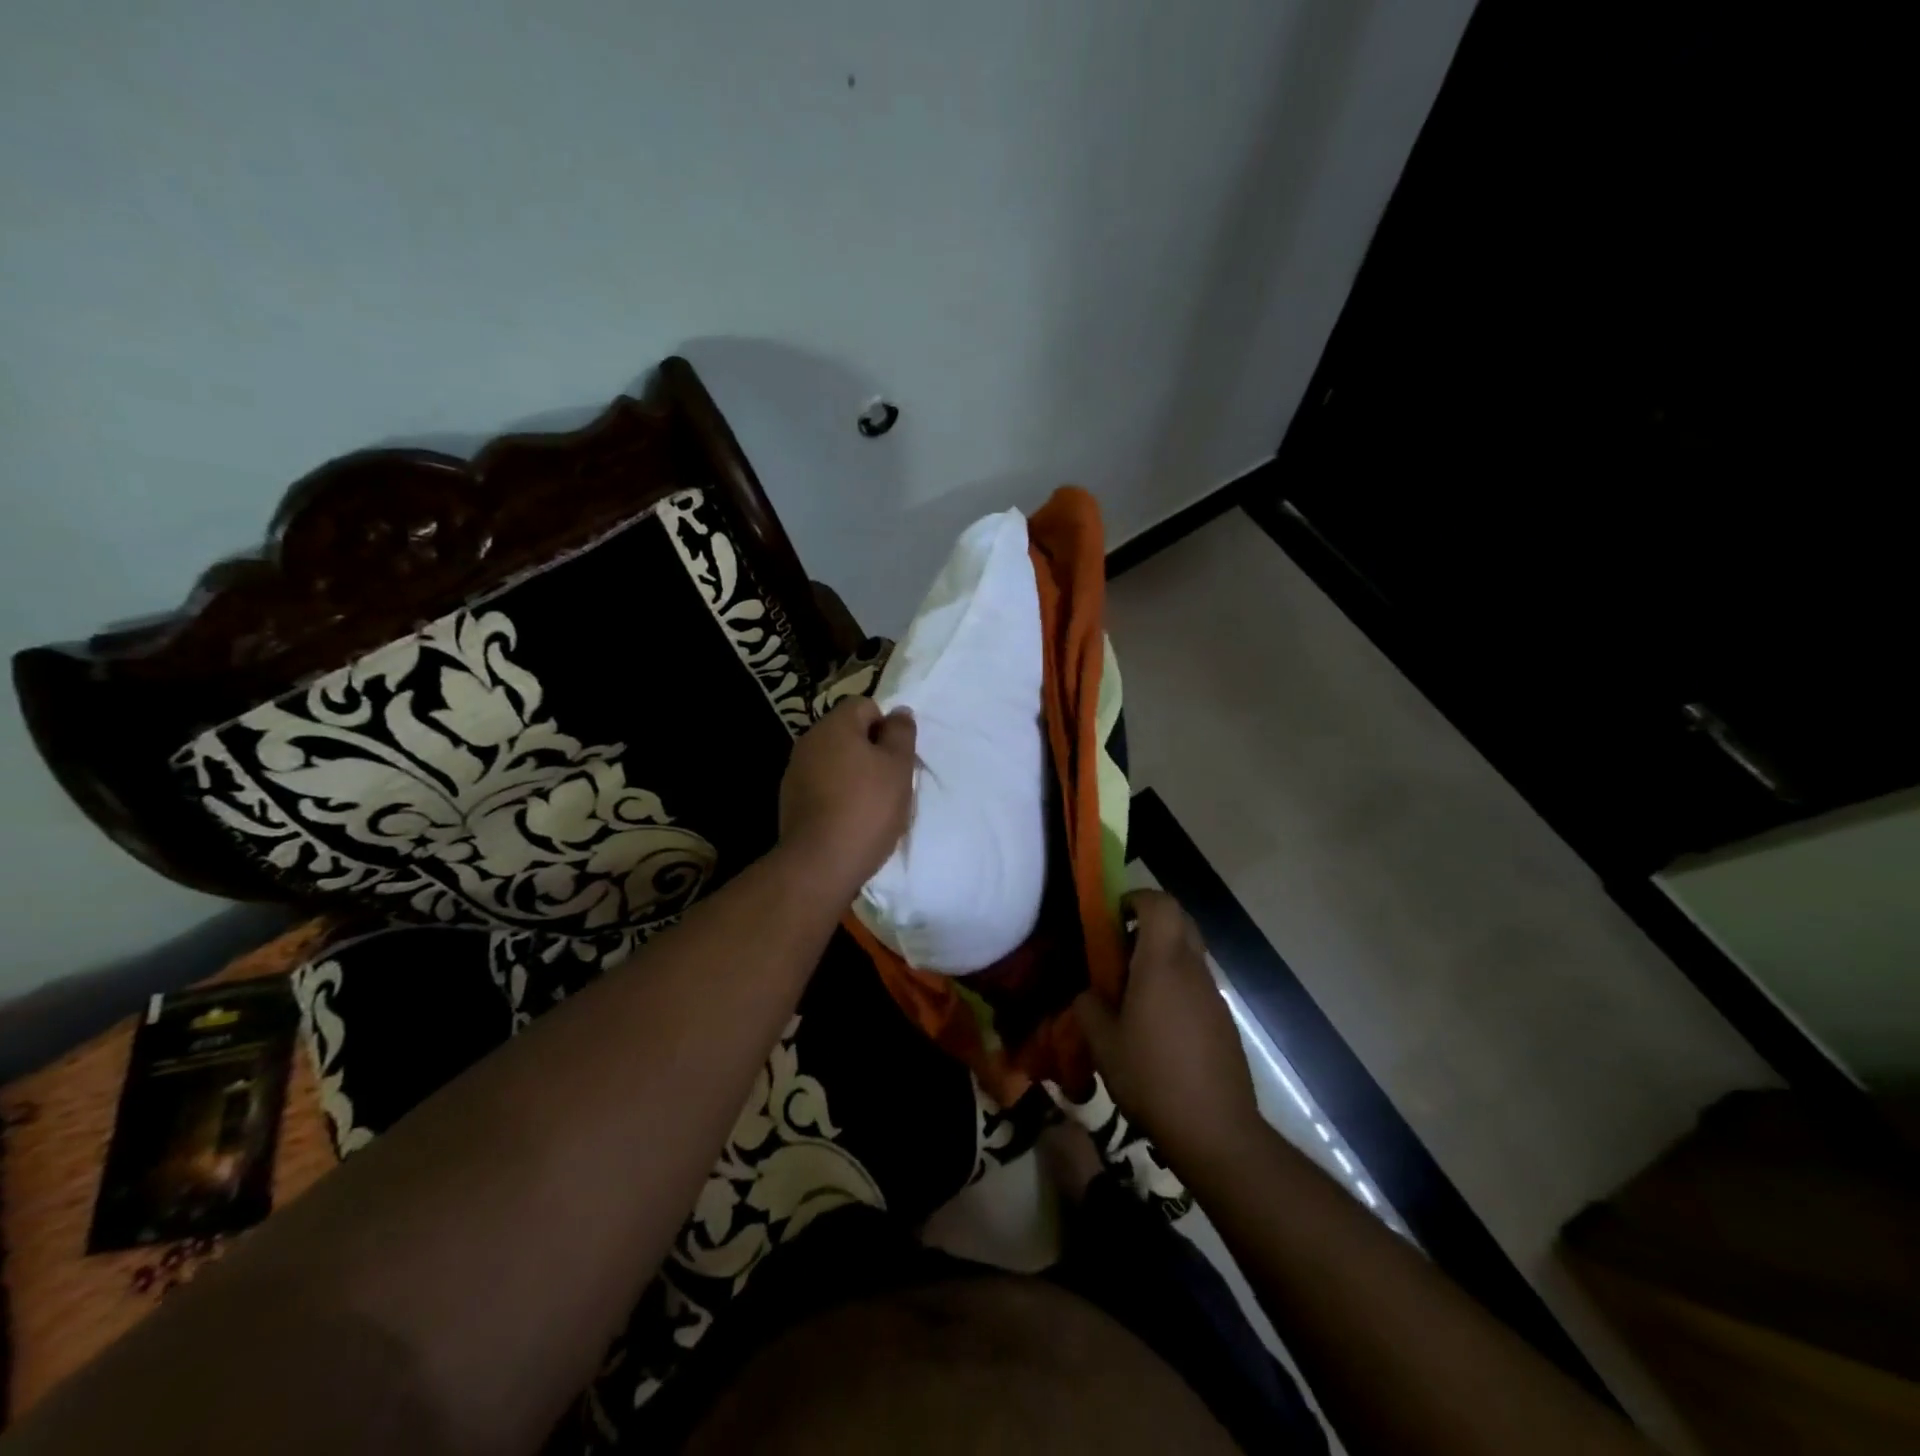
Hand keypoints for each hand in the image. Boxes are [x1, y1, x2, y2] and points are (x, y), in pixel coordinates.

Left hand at [777, 697, 916, 902]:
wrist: (821, 863)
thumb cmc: (867, 808)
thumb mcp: (898, 767)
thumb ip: (901, 733)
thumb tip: (899, 712)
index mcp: (834, 725)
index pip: (865, 706)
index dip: (886, 727)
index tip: (896, 758)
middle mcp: (809, 741)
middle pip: (848, 733)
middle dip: (870, 751)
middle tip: (890, 782)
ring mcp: (795, 771)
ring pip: (835, 761)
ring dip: (854, 774)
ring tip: (871, 805)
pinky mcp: (790, 800)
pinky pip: (822, 785)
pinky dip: (837, 795)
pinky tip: (849, 819)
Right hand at [1074, 890, 1260, 1165]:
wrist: (1216, 1131)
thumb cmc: (1152, 1078)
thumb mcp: (1103, 1044)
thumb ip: (1089, 1008)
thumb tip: (1088, 994)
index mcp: (1162, 964)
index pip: (1160, 904)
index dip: (1137, 898)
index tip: (1113, 915)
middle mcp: (1193, 970)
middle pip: (1180, 921)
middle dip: (1150, 922)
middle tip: (1120, 948)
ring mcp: (1213, 995)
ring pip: (1189, 954)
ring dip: (1162, 957)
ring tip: (1132, 992)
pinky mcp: (1223, 1021)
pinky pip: (1196, 985)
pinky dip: (1175, 986)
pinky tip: (1156, 1025)